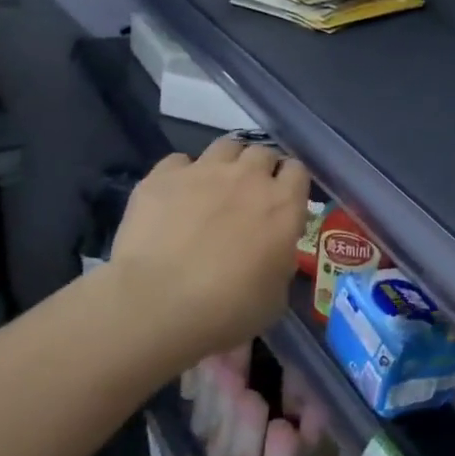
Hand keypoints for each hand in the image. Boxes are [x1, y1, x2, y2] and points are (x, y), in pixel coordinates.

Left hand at [112, 137, 311, 362]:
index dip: (291, 184)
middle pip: (263, 152)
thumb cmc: (227, 309)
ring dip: (227, 162)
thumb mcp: (275, 296)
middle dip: (260, 169)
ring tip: (215, 187)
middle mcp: (248, 178)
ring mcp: (204, 171)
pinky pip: (179, 161)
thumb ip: (281, 261)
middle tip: (249, 197)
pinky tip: (175, 197)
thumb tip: (274, 252)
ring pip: (226, 145)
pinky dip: (181, 174)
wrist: (157, 305)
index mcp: (283, 205)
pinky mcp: (162, 177)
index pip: (298, 170)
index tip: (283, 202)